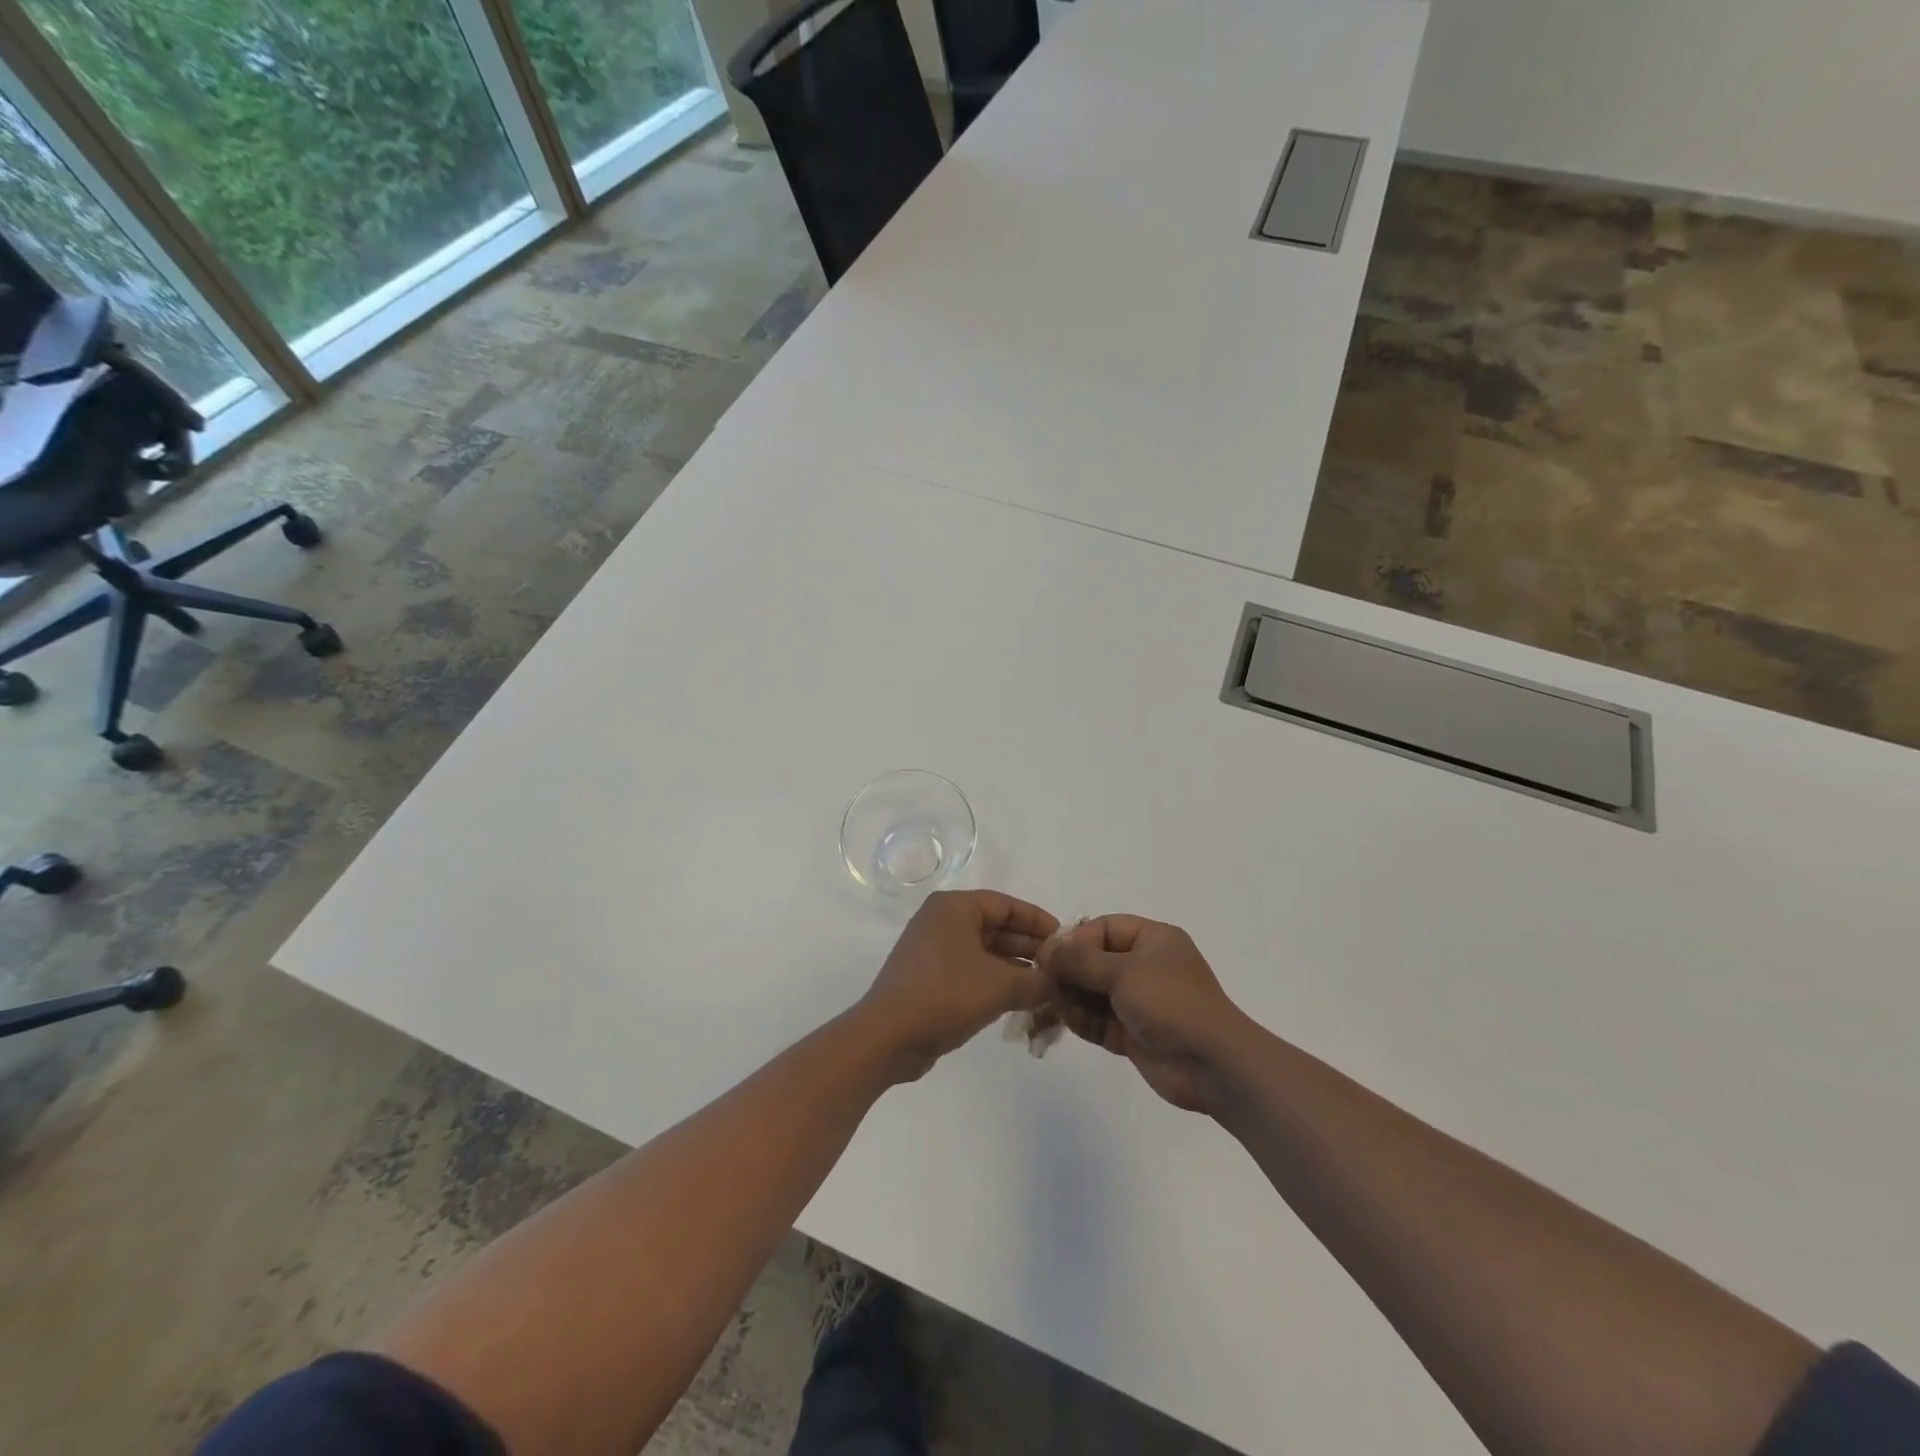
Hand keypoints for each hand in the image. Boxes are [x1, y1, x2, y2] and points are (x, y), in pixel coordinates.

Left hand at [857, 890, 1058, 1081]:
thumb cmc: (946, 994)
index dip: (1038, 921)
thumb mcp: (1000, 985)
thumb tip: (1059, 983)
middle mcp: (941, 922)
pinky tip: (1020, 1001)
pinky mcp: (929, 980)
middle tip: (1061, 968)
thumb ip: (1037, 980)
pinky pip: (971, 972)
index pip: (1005, 904)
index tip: (1065, 939)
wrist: (888, 1036)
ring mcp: (932, 952)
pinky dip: (995, 982)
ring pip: (984, 953)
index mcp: (954, 908)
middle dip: (1029, 948)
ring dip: (1015, 968)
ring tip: (1047, 987)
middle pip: (995, 928)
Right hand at [1038, 916, 1252, 1113]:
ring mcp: (1139, 1001)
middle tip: (1043, 981)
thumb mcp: (1123, 972)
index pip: (1105, 928)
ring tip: (1052, 1003)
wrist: (1211, 1064)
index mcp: (1153, 940)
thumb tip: (1047, 950)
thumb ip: (1080, 960)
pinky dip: (1082, 1020)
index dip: (1076, 939)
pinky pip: (1099, 1020)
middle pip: (1096, 961)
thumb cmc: (1170, 1002)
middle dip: (1070, 971)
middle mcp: (1146, 966)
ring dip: (1072, 997)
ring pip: (1094, 992)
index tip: (1050, 955)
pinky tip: (1066, 1020)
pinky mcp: (1133, 1033)